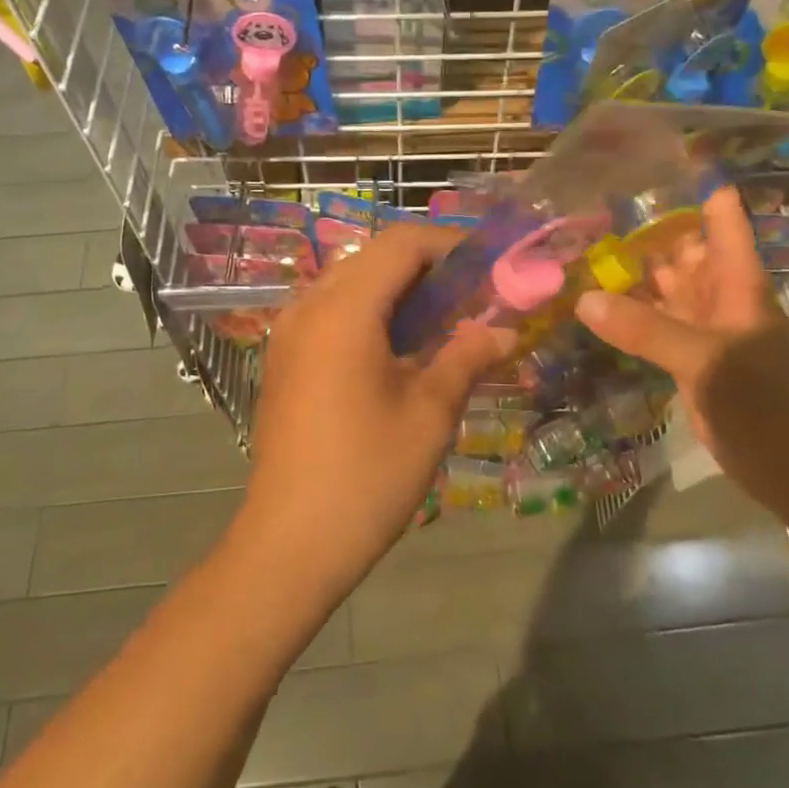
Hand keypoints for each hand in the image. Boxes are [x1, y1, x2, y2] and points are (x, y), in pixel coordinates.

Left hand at [234, 224, 511, 598]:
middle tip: (473, 296)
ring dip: (399, 289)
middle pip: (374, 257)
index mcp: (344, 310)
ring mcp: (289, 331)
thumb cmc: (366, 475)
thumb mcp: (429, 414)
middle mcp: (309, 306)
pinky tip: (400, 349)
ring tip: (443, 322)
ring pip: (351, 281)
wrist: (289, 543)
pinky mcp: (284, 357)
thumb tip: (504, 332)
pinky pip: (332, 310)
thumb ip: (467, 358)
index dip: (450, 245)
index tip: (490, 266)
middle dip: (427, 267)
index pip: (401, 244)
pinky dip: (371, 311)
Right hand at [573, 188, 788, 506]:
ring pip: (666, 290)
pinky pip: (655, 329)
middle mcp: (721, 299)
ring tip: (581, 249)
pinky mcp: (691, 365)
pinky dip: (629, 318)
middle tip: (589, 207)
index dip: (694, 187)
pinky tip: (595, 309)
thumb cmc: (770, 408)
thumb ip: (646, 331)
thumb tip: (584, 300)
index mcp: (738, 283)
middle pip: (683, 251)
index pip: (720, 219)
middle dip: (645, 230)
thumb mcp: (708, 362)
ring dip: (632, 274)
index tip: (652, 161)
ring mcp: (705, 332)